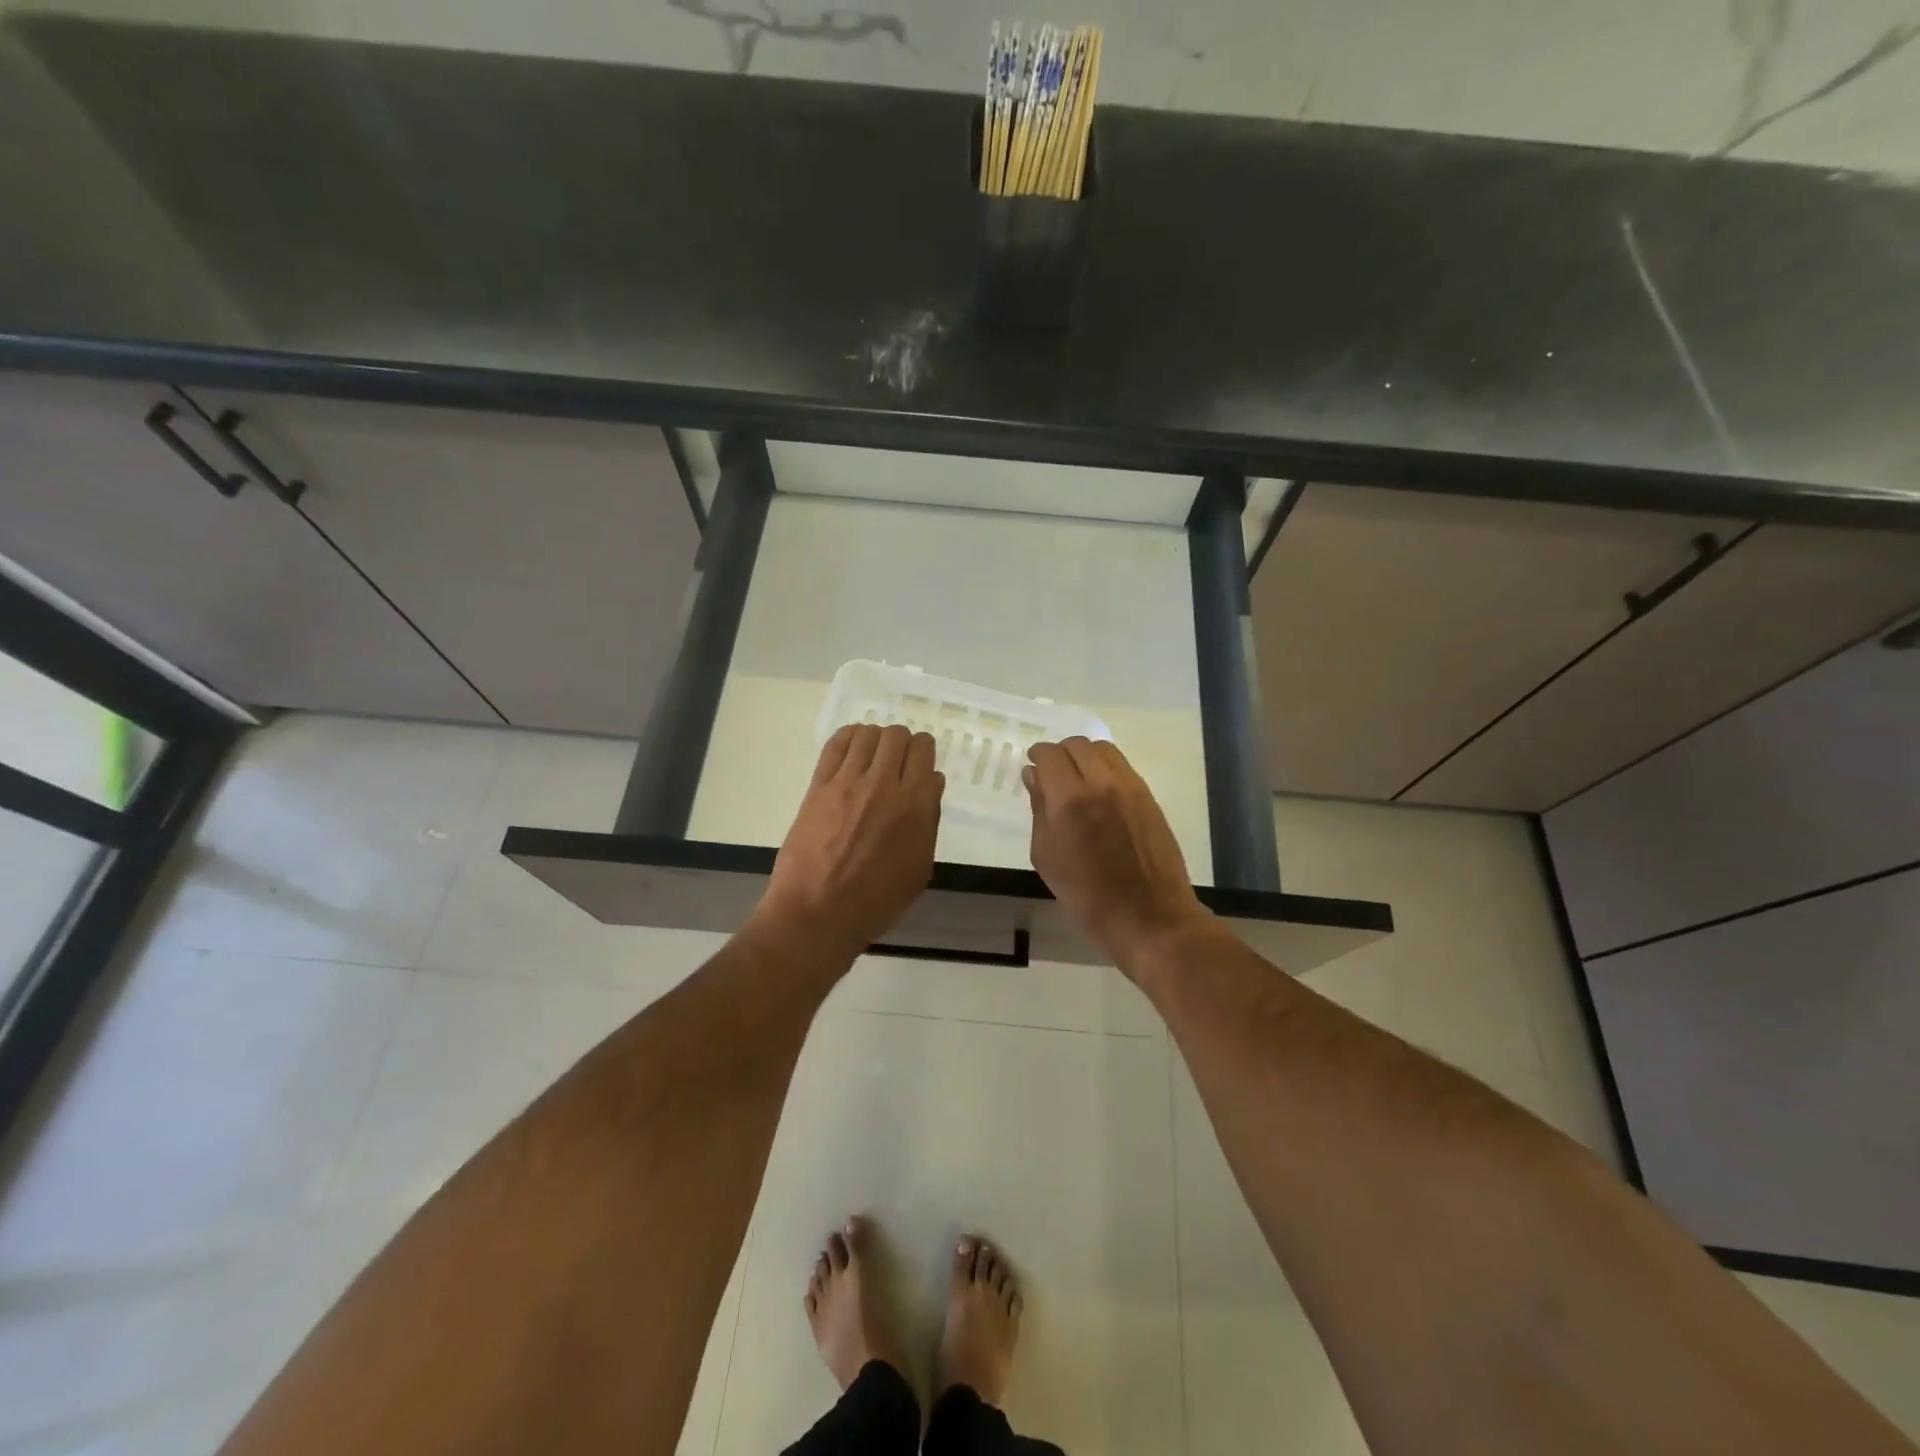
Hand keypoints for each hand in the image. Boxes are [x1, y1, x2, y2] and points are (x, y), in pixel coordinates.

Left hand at [754, 724, 944, 959]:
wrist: (818, 913)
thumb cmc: (876, 900)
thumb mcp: (919, 868)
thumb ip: (929, 820)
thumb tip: (932, 782)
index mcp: (915, 807)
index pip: (924, 752)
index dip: (923, 752)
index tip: (919, 763)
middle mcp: (885, 785)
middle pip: (898, 736)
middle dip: (902, 743)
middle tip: (896, 761)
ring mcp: (848, 783)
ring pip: (869, 734)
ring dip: (876, 739)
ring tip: (873, 756)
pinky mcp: (819, 786)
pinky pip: (836, 744)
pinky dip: (849, 737)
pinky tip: (852, 748)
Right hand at [1024, 738, 1214, 971]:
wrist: (1151, 918)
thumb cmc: (1088, 898)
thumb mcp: (1048, 858)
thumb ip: (1039, 810)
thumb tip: (1034, 776)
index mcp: (1069, 800)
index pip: (1050, 755)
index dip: (1038, 756)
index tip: (1033, 767)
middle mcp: (1101, 783)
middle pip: (1077, 744)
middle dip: (1060, 753)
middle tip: (1052, 774)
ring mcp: (1130, 787)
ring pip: (1103, 749)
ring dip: (1084, 756)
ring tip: (1077, 780)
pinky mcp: (1149, 797)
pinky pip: (1122, 766)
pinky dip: (1105, 768)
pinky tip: (1099, 792)